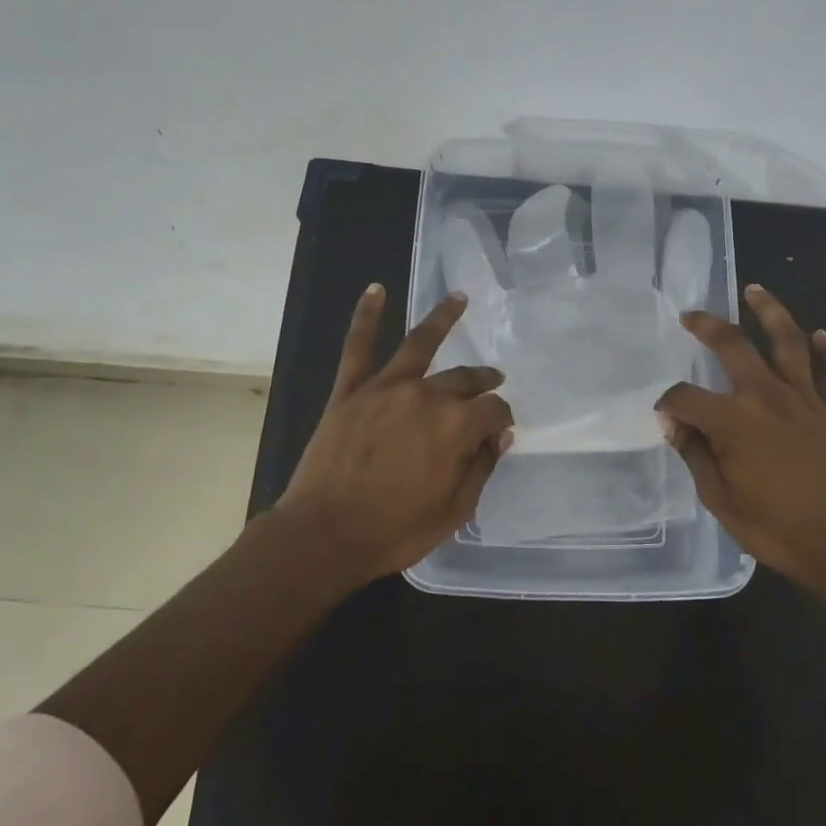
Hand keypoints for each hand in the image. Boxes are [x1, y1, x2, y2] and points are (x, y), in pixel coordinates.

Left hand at [275, 284, 513, 586]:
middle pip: (464, 379)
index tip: (499, 430)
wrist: (324, 535)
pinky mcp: (350, 390)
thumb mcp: (454, 510)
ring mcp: (385, 388)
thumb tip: (500, 434)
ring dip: (443, 318)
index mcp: (456, 426)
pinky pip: (358, 346)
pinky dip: (366, 316)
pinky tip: (375, 289)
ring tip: (459, 299)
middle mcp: (426, 395)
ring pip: (420, 343)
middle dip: (483, 380)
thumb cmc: (394, 530)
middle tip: (492, 381)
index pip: (494, 410)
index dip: (501, 418)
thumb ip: (481, 467)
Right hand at [656, 285, 825, 596]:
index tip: (665, 419)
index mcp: (733, 422)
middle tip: (690, 316)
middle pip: (733, 346)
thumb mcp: (720, 499)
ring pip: (789, 342)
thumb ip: (695, 455)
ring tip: (755, 291)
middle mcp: (768, 397)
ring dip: (771, 312)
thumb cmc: (776, 529)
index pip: (686, 398)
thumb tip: (673, 424)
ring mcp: (807, 400)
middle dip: (707, 326)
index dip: (668, 405)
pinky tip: (823, 336)